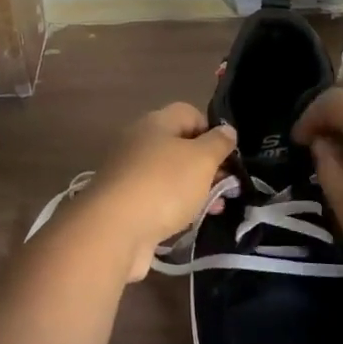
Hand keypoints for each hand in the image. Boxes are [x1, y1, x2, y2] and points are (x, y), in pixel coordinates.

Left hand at [73, 104, 236, 280]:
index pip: (189, 113)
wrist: (114, 230)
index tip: (229, 156)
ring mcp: (129, 173)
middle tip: (227, 186)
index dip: (212, 131)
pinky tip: (188, 222)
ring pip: (170, 174)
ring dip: (194, 189)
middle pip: (179, 145)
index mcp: (155, 122)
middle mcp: (138, 142)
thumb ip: (219, 143)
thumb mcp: (202, 160)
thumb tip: (227, 130)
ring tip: (215, 208)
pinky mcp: (124, 202)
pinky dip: (175, 207)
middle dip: (206, 165)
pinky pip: (157, 197)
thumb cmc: (164, 185)